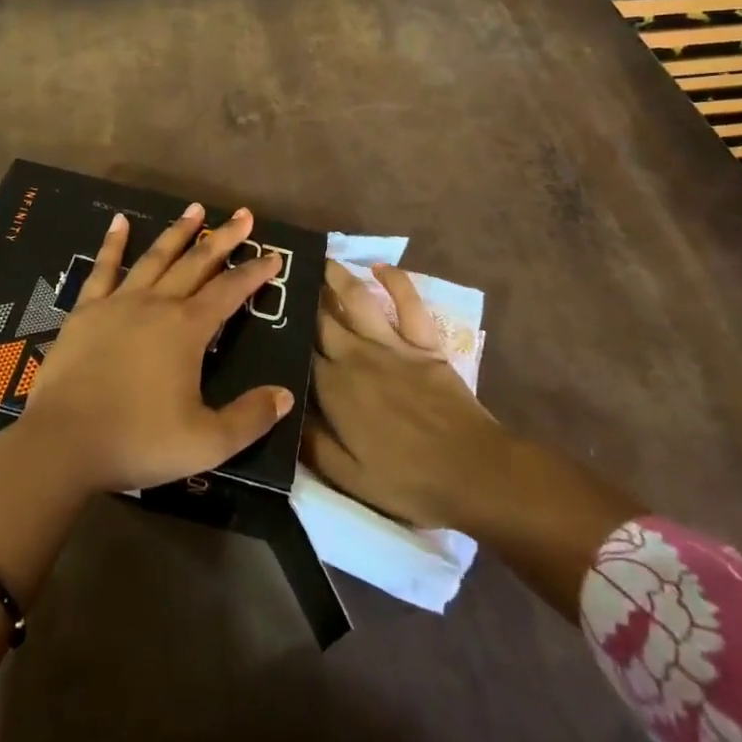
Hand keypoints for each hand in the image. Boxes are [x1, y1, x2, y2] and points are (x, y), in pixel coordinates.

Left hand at [17, 202, 296, 494]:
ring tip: (196, 209)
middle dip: (223, 238)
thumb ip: (249, 418)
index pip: (230, 291)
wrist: (63, 442)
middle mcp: (157, 304)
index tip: (273, 255)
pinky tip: (120, 221)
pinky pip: (103, 268)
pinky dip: (113, 243)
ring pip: (156, 257)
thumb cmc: (138, 441)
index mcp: (187, 329)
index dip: (255, 272)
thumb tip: (284, 395)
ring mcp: (118, 302)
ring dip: (178, 232)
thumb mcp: (206, 443)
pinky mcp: (86, 310)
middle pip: (197, 263)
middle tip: (243, 215)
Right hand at [303, 261, 512, 530]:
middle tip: (284, 278)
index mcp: (334, 388)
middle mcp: (356, 355)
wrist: (474, 472)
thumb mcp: (350, 478)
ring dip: (336, 276)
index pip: (300, 352)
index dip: (283, 335)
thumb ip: (311, 444)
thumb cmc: (409, 481)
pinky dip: (395, 280)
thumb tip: (281, 410)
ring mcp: (392, 344)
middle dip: (301, 297)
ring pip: (357, 299)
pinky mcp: (424, 341)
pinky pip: (408, 302)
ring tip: (320, 260)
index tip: (267, 319)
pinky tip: (380, 267)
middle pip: (321, 318)